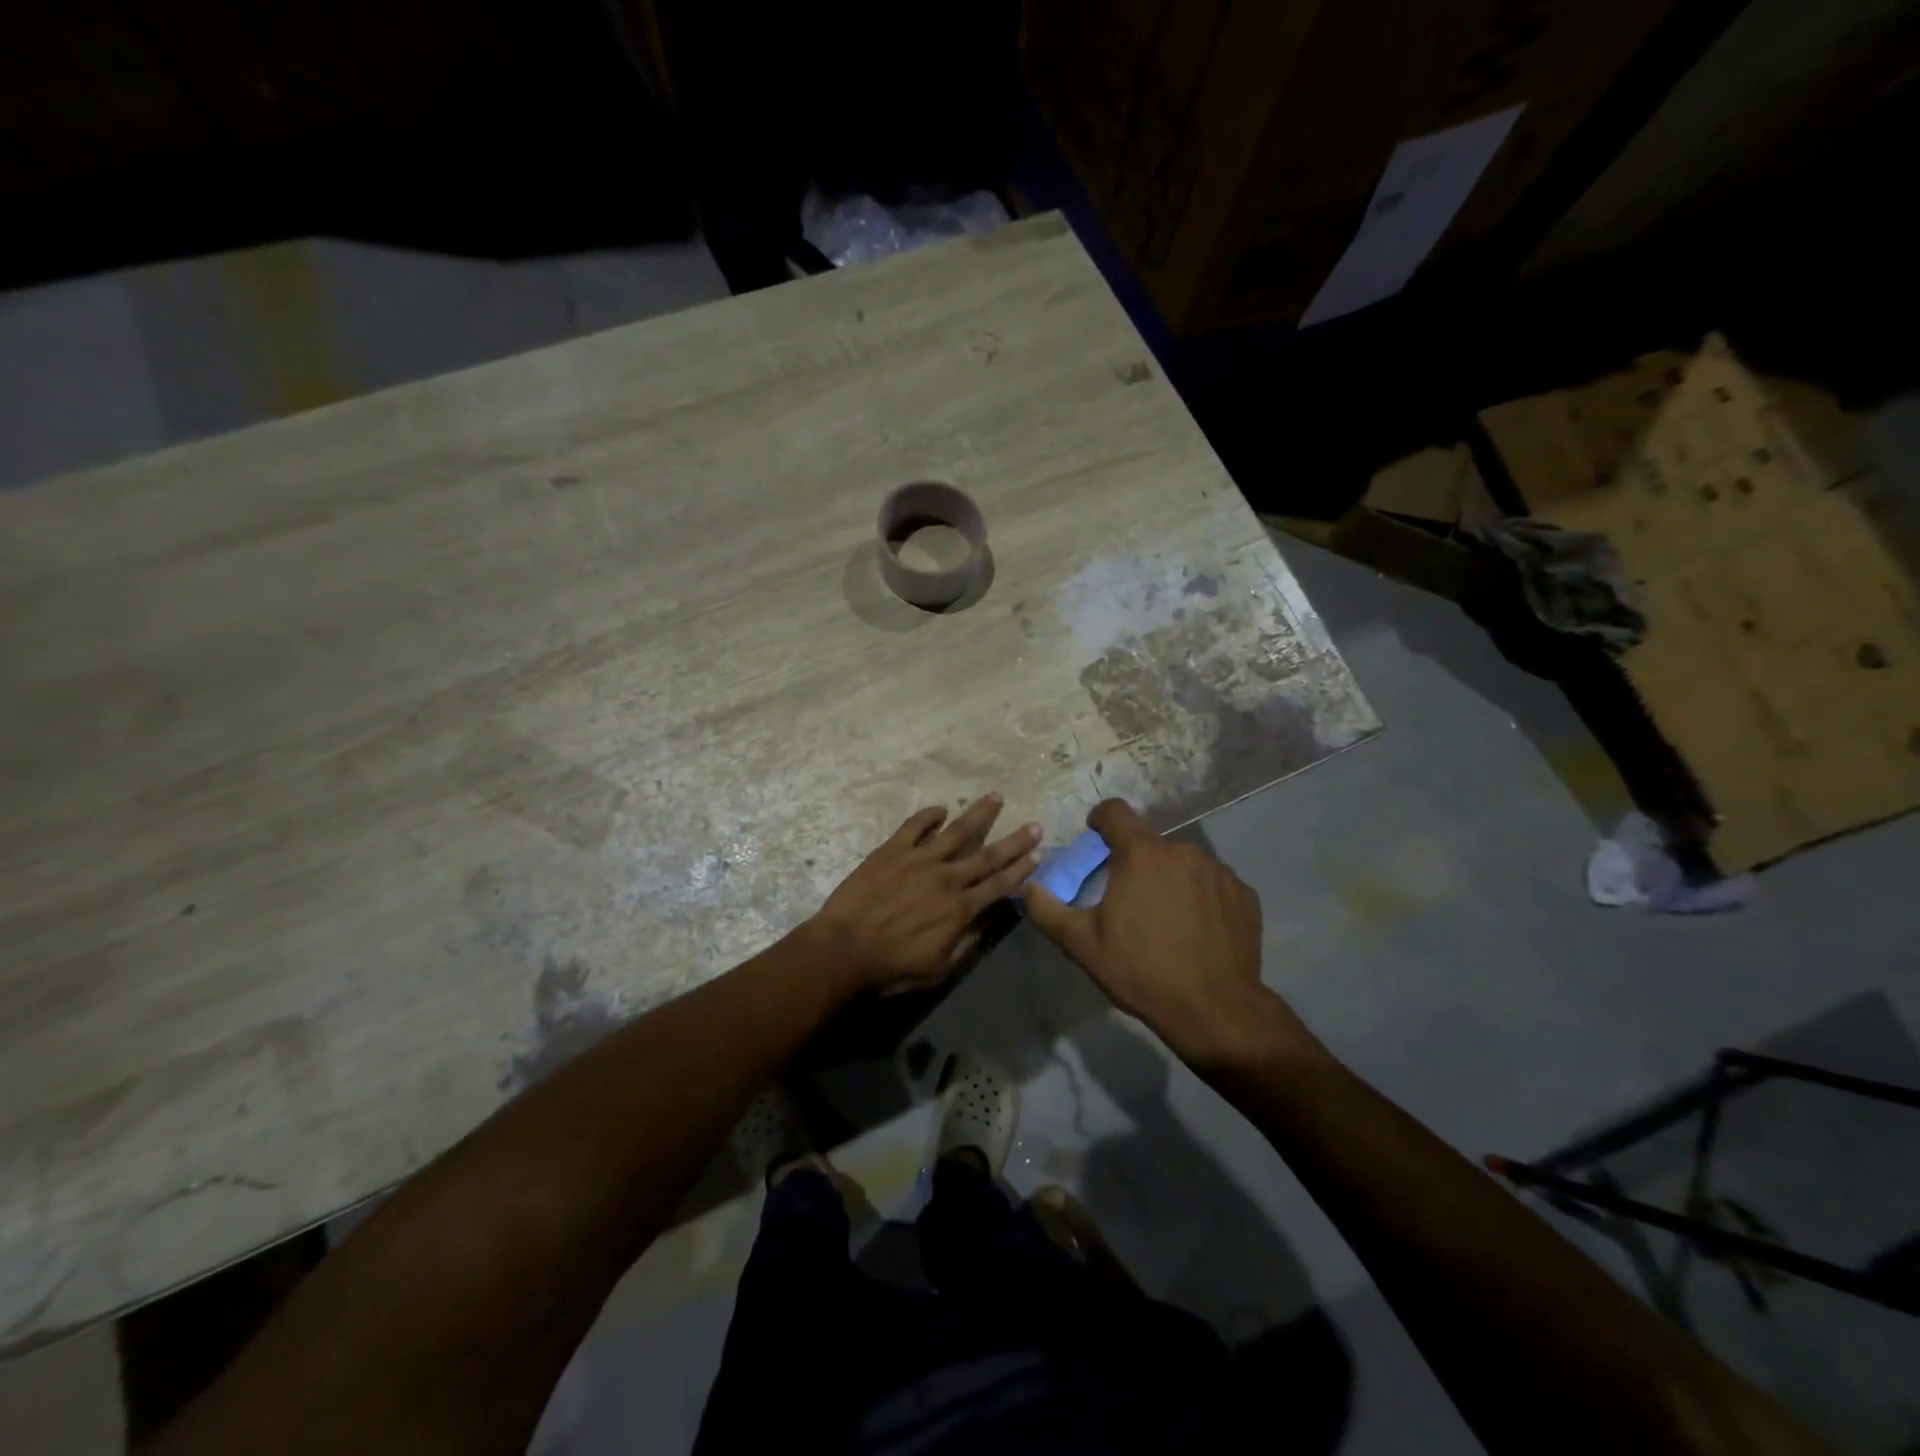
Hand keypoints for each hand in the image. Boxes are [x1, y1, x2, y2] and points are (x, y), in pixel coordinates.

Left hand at [812, 793, 1040, 994]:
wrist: (845, 950)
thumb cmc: (892, 967)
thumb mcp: (939, 969)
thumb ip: (966, 945)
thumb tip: (987, 922)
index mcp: (960, 909)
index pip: (999, 885)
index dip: (1020, 870)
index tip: (1037, 855)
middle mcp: (947, 878)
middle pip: (987, 855)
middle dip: (1014, 841)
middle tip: (1035, 825)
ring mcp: (920, 860)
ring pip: (957, 831)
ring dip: (979, 814)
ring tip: (996, 796)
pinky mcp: (892, 850)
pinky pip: (915, 825)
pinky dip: (929, 815)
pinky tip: (940, 808)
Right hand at [1022, 799, 1278, 1064]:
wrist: (1214, 1009)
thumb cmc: (1141, 970)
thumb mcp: (1082, 945)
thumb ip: (1047, 910)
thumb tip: (1027, 887)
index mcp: (1141, 854)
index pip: (1115, 811)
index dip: (1101, 819)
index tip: (1095, 837)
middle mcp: (1182, 850)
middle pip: (1149, 843)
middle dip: (1135, 861)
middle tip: (1128, 898)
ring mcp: (1218, 870)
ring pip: (1183, 863)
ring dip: (1169, 879)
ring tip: (1165, 919)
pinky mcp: (1244, 894)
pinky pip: (1213, 884)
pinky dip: (1201, 897)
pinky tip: (1196, 931)